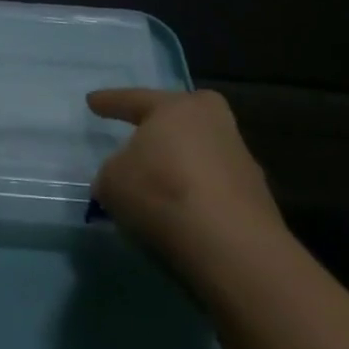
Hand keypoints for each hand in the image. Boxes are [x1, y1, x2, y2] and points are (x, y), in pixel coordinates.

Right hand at [88, 88, 285, 286]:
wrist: (232, 248)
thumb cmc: (162, 193)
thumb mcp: (113, 180)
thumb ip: (112, 173)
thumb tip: (121, 179)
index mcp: (178, 106)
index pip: (134, 100)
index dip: (110, 102)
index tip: (92, 101)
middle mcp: (214, 123)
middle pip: (179, 121)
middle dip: (160, 128)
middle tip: (141, 133)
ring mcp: (240, 160)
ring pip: (198, 155)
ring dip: (179, 167)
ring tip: (156, 187)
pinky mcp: (257, 199)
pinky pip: (213, 189)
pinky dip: (195, 197)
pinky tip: (181, 216)